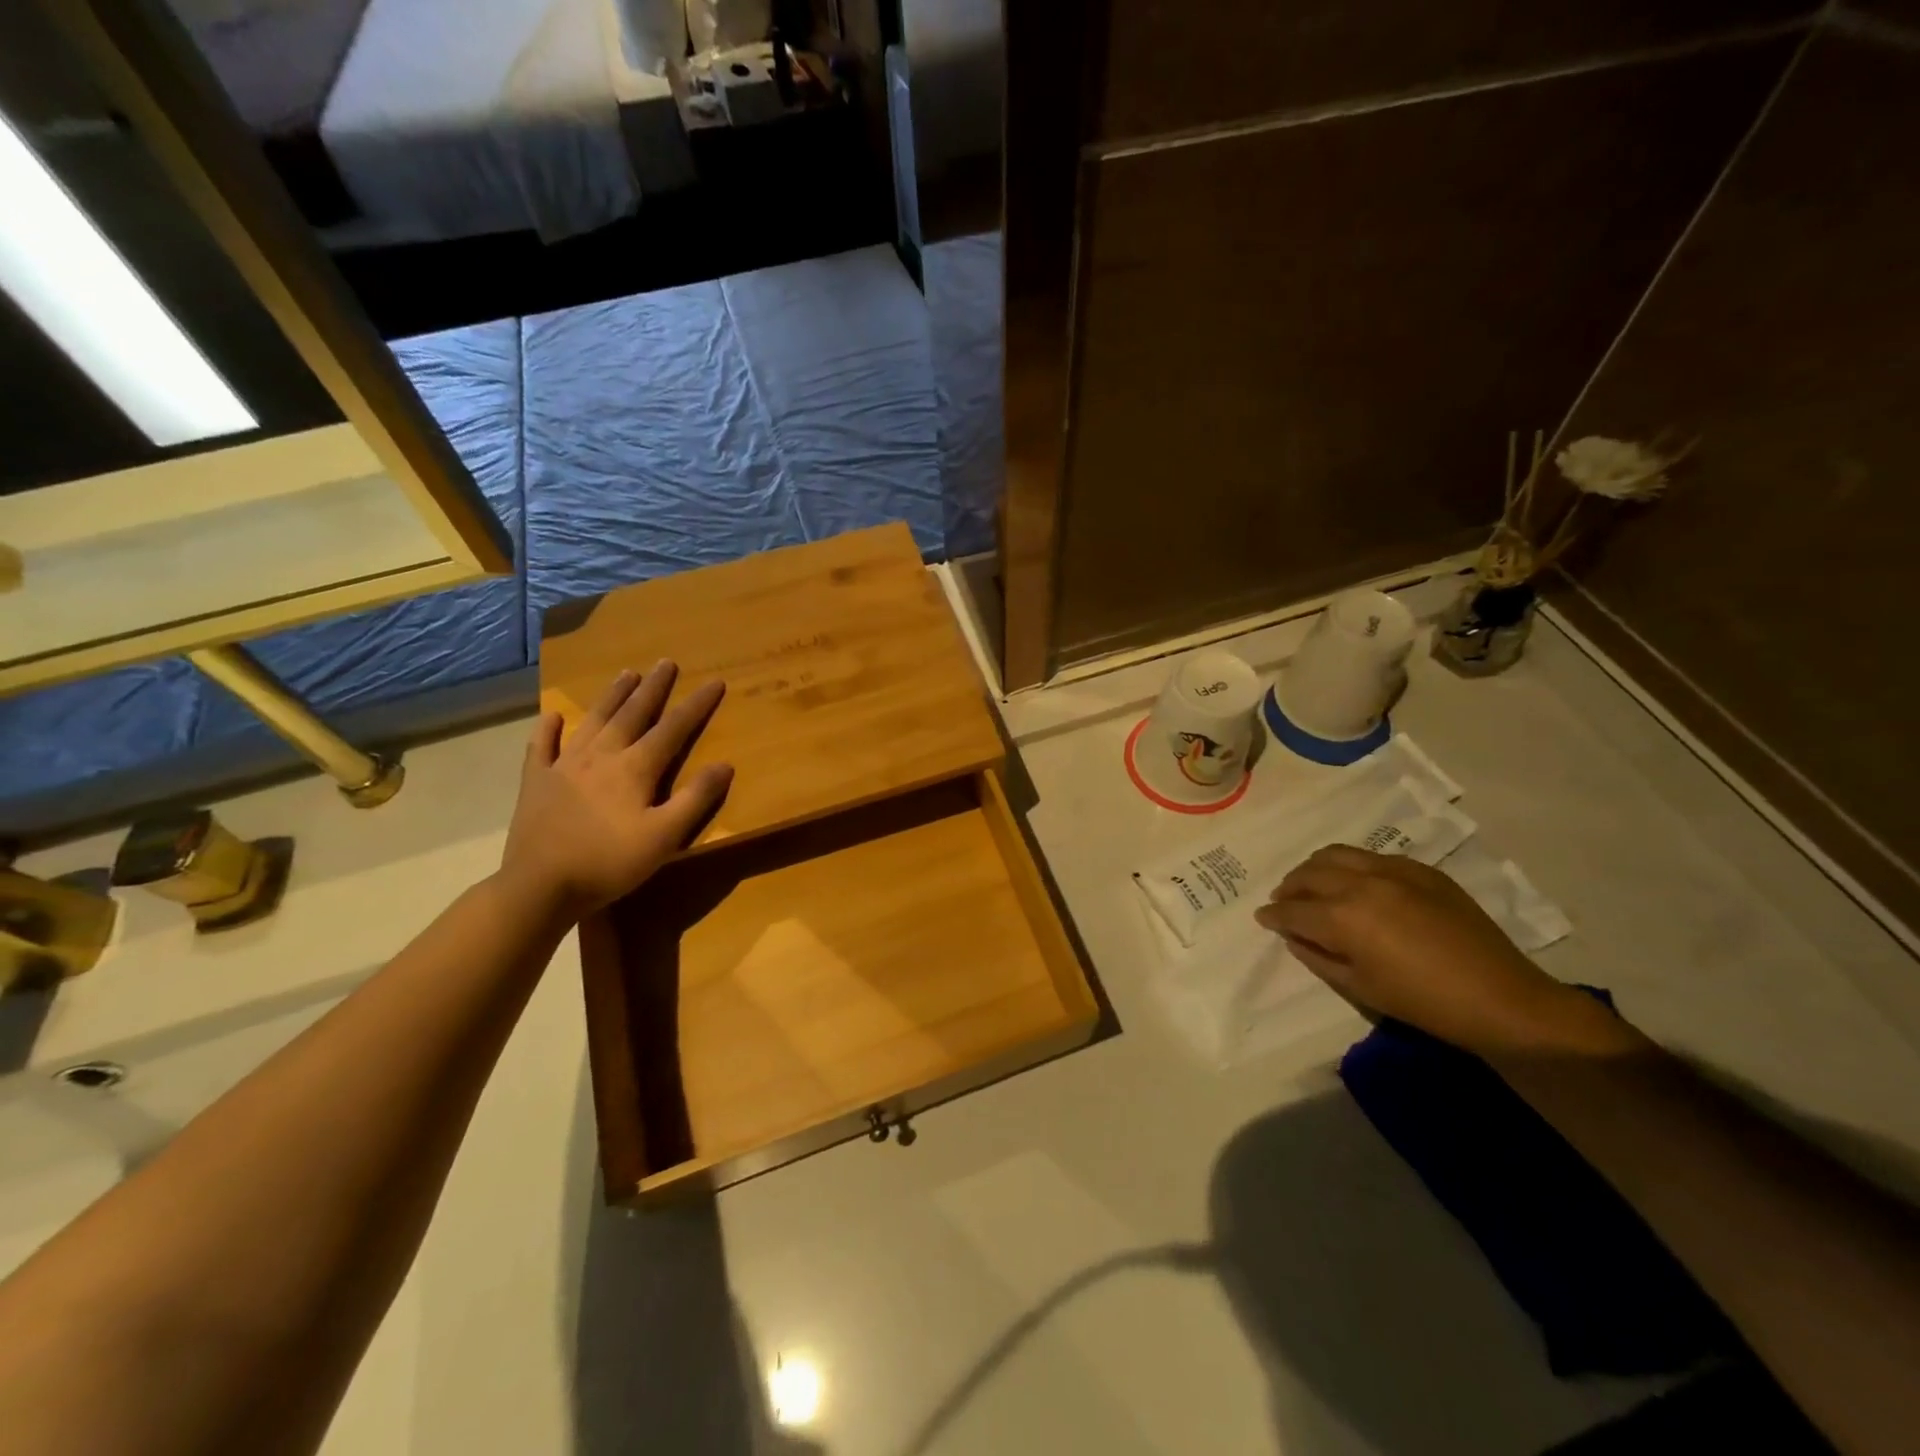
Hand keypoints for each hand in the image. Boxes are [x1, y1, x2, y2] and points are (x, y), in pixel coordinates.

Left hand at [498, 662, 732, 918]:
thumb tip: (725, 764)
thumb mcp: (665, 837)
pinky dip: (548, 729)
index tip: (715, 681)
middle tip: (666, 662)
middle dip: (653, 688)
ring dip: (612, 696)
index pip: (673, 728)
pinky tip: (552, 716)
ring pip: (593, 721)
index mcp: (635, 768)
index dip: (696, 705)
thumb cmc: (610, 863)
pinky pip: (542, 747)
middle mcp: (601, 756)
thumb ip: (695, 799)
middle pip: (632, 714)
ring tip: (626, 674)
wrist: (540, 886)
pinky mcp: (536, 782)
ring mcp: (564, 766)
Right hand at [1254, 846, 1630, 1058]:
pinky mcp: (1420, 869)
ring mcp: (1393, 870)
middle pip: (1309, 874)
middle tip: (1284, 901)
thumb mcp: (1359, 988)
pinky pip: (1371, 856)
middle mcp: (1361, 882)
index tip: (1263, 917)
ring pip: (1336, 854)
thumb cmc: (1423, 1003)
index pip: (1293, 909)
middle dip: (1289, 888)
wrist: (1501, 999)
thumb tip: (1294, 936)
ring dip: (1314, 869)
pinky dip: (1350, 866)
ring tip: (1311, 884)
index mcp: (1343, 916)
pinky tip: (1354, 884)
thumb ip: (1318, 956)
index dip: (1273, 915)